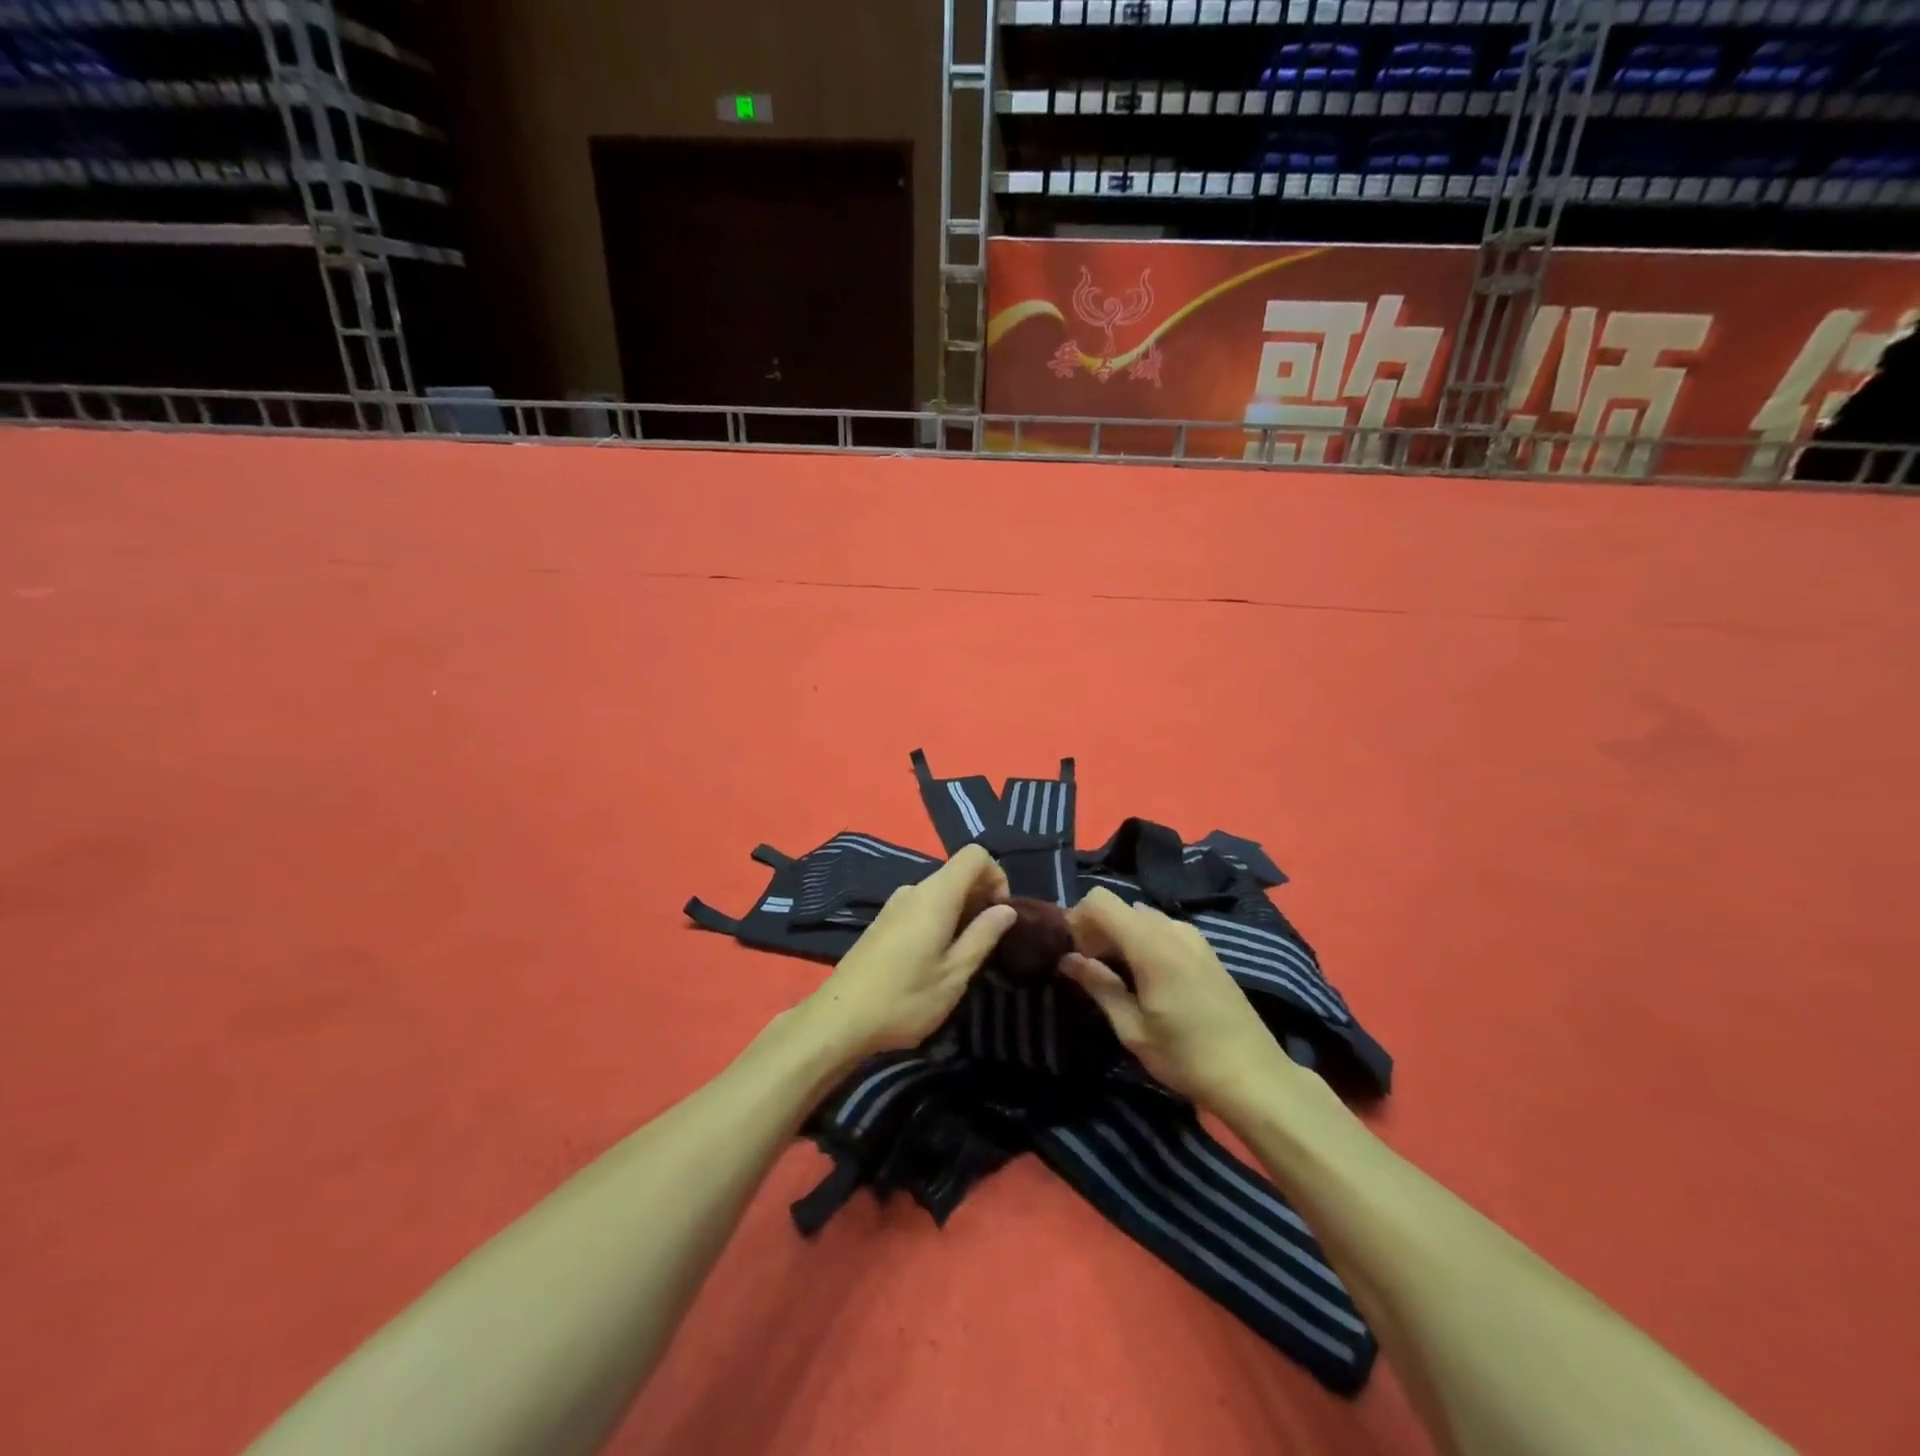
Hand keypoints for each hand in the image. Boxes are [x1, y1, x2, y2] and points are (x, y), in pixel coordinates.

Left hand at [806, 844, 1016, 1059]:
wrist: (840, 1018)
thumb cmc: (905, 998)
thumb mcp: (954, 974)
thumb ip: (983, 936)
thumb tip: (1006, 909)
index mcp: (935, 895)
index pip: (975, 855)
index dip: (997, 876)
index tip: (1000, 914)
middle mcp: (914, 890)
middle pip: (957, 872)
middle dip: (981, 897)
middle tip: (986, 941)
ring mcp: (894, 905)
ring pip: (939, 892)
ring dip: (960, 912)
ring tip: (961, 955)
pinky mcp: (882, 922)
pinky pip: (921, 906)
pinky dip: (939, 919)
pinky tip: (933, 958)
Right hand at [1062, 887, 1284, 1109]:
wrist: (1254, 1075)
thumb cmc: (1187, 1057)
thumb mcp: (1133, 1029)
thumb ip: (1099, 986)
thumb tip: (1067, 959)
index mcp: (1151, 945)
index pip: (1100, 901)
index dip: (1078, 919)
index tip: (1075, 954)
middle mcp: (1172, 929)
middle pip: (1120, 906)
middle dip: (1098, 930)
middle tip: (1093, 971)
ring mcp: (1193, 937)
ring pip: (1141, 916)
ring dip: (1121, 936)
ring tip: (1120, 978)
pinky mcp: (1206, 949)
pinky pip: (1163, 929)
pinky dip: (1144, 941)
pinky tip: (1150, 979)